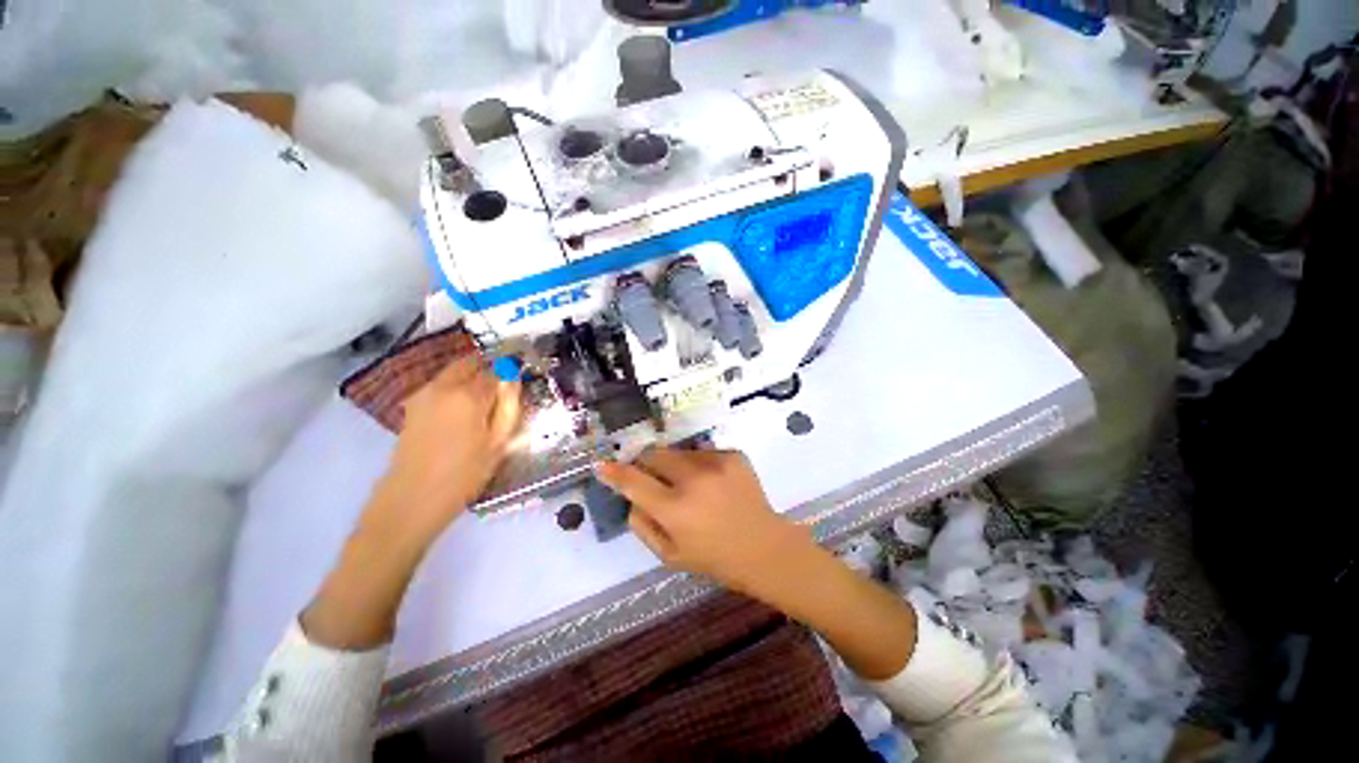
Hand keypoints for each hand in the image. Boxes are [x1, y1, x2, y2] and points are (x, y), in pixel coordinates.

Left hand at [368, 355, 521, 545]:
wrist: (412, 498)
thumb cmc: (464, 474)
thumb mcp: (498, 443)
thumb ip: (509, 407)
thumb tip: (513, 381)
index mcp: (469, 395)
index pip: (497, 371)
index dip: (511, 373)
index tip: (520, 380)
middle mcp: (444, 387)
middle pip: (470, 363)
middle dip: (488, 368)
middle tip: (503, 387)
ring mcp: (424, 395)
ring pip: (453, 372)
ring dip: (471, 376)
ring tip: (485, 399)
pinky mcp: (412, 406)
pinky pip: (440, 385)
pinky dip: (455, 387)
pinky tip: (463, 410)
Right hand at [596, 448, 812, 598]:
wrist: (765, 548)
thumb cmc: (715, 559)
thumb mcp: (669, 556)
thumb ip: (642, 525)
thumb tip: (632, 497)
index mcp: (675, 509)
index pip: (633, 481)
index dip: (614, 472)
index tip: (602, 465)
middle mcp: (693, 479)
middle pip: (654, 454)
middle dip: (646, 463)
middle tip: (655, 478)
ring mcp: (716, 463)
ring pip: (678, 451)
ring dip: (675, 465)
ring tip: (691, 487)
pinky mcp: (733, 455)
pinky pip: (702, 452)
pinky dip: (699, 465)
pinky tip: (713, 484)